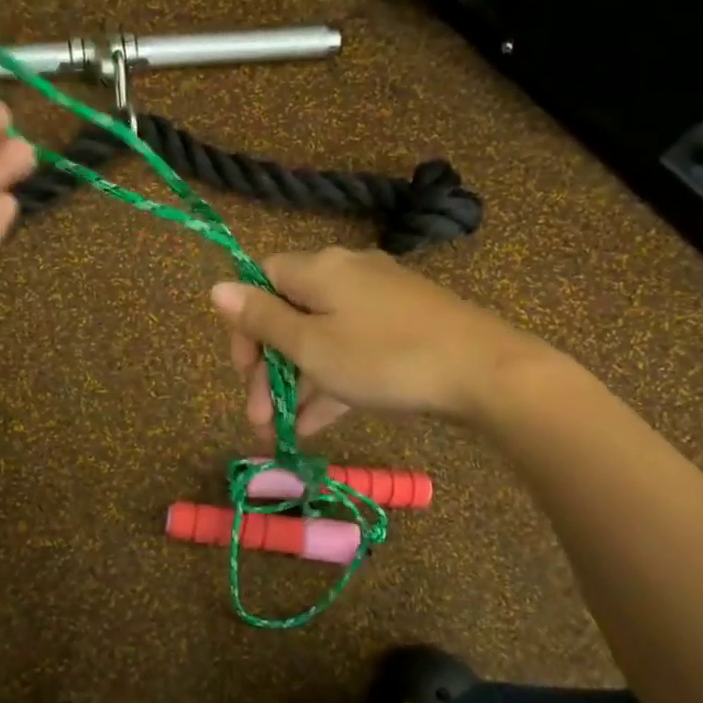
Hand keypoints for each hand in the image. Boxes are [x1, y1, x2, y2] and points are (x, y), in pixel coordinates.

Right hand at [209, 247, 559, 437]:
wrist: (486, 372)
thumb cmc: (384, 357)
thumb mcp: (311, 346)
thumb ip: (262, 319)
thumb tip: (216, 287)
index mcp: (318, 269)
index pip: (261, 280)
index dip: (244, 325)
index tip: (244, 371)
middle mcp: (346, 274)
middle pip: (290, 313)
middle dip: (269, 368)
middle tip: (259, 416)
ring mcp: (380, 300)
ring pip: (322, 337)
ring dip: (298, 383)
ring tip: (283, 432)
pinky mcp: (405, 325)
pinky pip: (354, 348)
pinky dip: (333, 380)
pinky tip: (319, 423)